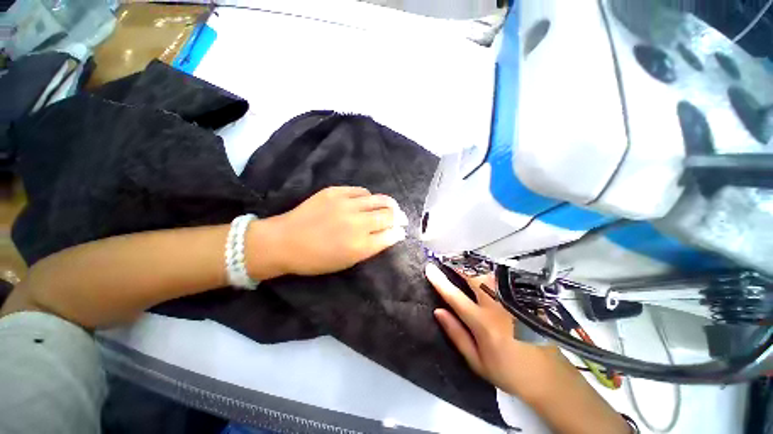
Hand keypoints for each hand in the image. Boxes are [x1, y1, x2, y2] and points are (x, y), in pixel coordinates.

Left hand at [252, 187, 408, 277]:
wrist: (284, 241)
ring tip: (391, 206)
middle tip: (401, 218)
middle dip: (399, 217)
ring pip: (379, 199)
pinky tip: (368, 200)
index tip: (401, 231)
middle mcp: (357, 223)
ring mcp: (346, 204)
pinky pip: (361, 191)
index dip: (398, 232)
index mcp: (360, 245)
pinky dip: (369, 196)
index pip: (390, 235)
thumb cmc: (316, 259)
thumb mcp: (347, 261)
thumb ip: (370, 247)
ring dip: (389, 204)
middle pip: (389, 215)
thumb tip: (389, 235)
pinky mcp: (335, 192)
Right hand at [425, 263, 575, 402]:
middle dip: (459, 267)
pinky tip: (485, 277)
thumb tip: (438, 311)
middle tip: (448, 262)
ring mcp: (513, 302)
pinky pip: (502, 281)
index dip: (440, 281)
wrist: (550, 379)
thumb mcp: (477, 361)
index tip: (429, 268)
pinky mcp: (524, 301)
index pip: (455, 297)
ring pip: (489, 276)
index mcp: (483, 324)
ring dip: (474, 270)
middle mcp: (498, 307)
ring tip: (463, 269)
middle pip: (474, 278)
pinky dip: (489, 276)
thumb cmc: (509, 372)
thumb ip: (456, 334)